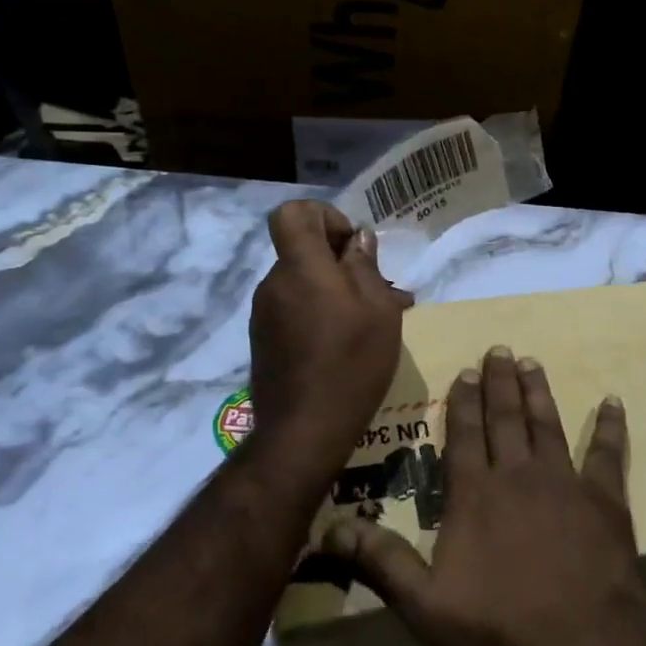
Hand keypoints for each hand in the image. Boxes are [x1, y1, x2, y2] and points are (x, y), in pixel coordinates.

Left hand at [249, 201, 410, 462]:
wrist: (303, 431)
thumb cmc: (350, 362)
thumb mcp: (378, 310)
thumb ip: (365, 266)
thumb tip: (358, 240)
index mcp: (300, 267)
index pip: (293, 213)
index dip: (325, 217)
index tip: (352, 247)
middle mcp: (274, 284)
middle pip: (303, 250)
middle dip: (342, 262)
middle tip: (381, 292)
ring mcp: (265, 314)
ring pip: (304, 283)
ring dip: (336, 292)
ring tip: (374, 323)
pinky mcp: (265, 341)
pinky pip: (296, 310)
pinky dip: (321, 315)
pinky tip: (349, 344)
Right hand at [321, 346, 645, 645]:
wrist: (584, 645)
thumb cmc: (500, 627)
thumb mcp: (424, 604)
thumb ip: (380, 561)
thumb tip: (328, 528)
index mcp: (475, 493)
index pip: (465, 433)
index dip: (463, 400)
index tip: (466, 370)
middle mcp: (517, 474)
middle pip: (505, 417)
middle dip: (500, 381)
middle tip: (499, 349)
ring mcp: (564, 481)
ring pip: (547, 423)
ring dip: (538, 392)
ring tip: (531, 362)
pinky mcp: (604, 498)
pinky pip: (607, 452)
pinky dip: (610, 425)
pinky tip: (613, 401)